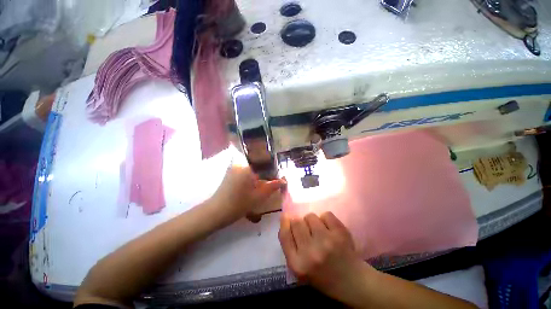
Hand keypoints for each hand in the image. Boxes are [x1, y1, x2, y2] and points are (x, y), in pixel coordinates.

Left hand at [209, 165, 285, 226]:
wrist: (216, 212)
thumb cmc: (238, 204)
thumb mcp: (258, 196)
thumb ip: (272, 187)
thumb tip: (284, 181)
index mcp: (247, 167)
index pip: (264, 161)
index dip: (273, 167)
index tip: (279, 174)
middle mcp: (240, 163)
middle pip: (258, 164)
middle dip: (266, 171)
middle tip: (273, 180)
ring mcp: (234, 167)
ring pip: (252, 168)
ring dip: (259, 174)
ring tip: (265, 182)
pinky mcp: (231, 172)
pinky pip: (245, 170)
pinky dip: (252, 175)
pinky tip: (255, 184)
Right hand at [279, 212, 374, 306]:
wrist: (352, 282)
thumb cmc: (322, 275)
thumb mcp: (300, 268)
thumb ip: (290, 246)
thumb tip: (285, 218)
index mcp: (298, 264)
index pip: (284, 235)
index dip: (284, 222)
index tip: (286, 216)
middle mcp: (311, 252)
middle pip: (297, 222)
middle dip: (299, 222)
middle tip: (307, 229)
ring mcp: (326, 241)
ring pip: (310, 216)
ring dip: (313, 221)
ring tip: (320, 231)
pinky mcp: (340, 234)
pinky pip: (326, 214)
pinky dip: (326, 219)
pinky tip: (330, 230)